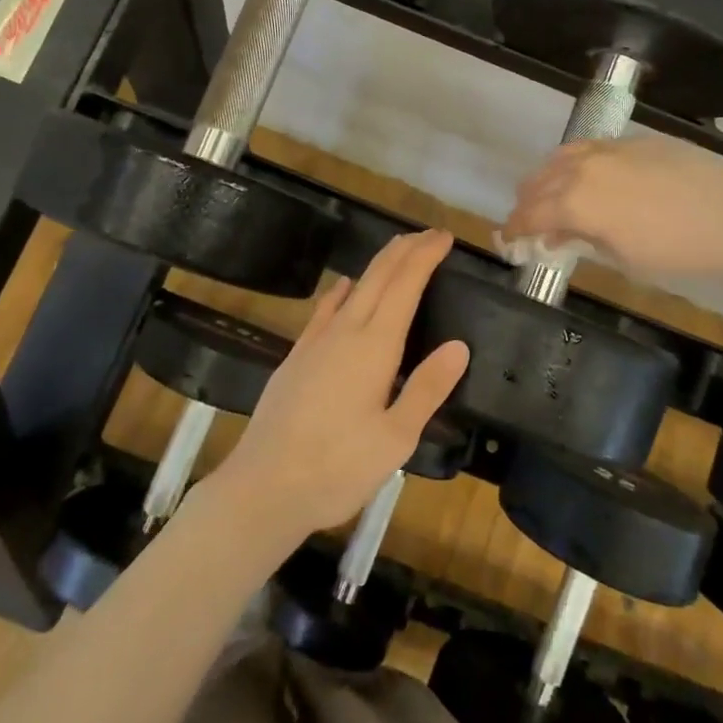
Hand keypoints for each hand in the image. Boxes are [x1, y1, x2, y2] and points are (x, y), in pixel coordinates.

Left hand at [213, 230, 468, 543]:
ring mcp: (315, 343)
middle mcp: (345, 333)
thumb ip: (427, 388)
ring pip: (353, 288)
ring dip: (378, 265)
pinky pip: (324, 310)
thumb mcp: (396, 439)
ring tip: (397, 250)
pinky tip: (344, 287)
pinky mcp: (296, 358)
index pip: (405, 286)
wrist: (263, 488)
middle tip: (429, 234)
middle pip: (378, 277)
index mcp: (374, 347)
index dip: (425, 257)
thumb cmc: (337, 469)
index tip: (444, 237)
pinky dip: (341, 291)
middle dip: (405, 250)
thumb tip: (459, 345)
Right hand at [504, 137, 722, 280]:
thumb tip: (560, 234)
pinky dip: (578, 163)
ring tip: (552, 194)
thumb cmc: (676, 250)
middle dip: (527, 202)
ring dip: (548, 178)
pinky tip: (590, 176)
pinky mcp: (635, 140)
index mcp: (575, 201)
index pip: (530, 214)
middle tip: (527, 221)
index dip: (514, 228)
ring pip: (562, 157)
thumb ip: (584, 240)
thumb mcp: (624, 258)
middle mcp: (583, 168)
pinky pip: (592, 147)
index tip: (506, 239)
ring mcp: (610, 148)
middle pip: (538, 181)